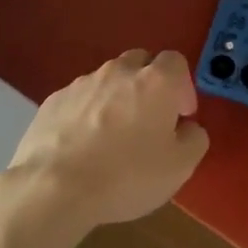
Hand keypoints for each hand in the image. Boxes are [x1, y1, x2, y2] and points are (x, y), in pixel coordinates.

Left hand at [3, 49, 209, 229]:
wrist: (54, 186)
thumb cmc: (127, 175)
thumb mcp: (179, 167)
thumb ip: (194, 139)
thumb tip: (188, 128)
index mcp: (155, 81)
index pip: (175, 61)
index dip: (183, 86)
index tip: (181, 115)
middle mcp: (118, 72)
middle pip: (140, 62)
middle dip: (149, 84)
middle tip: (150, 119)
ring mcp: (81, 83)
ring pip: (107, 80)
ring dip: (117, 98)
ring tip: (113, 136)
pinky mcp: (53, 100)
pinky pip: (80, 98)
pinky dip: (87, 112)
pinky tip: (83, 144)